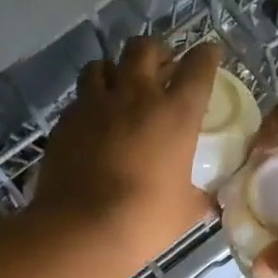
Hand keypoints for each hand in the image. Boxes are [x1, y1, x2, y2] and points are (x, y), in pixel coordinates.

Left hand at [33, 37, 222, 272]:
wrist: (83, 228)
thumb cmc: (146, 218)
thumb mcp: (186, 210)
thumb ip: (199, 198)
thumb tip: (211, 204)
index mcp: (176, 113)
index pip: (198, 67)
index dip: (206, 55)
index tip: (210, 54)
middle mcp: (137, 96)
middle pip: (144, 49)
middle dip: (156, 51)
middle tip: (161, 67)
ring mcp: (96, 105)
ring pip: (102, 64)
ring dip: (115, 71)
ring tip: (119, 88)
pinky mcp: (66, 121)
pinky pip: (79, 99)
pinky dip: (89, 103)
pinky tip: (92, 122)